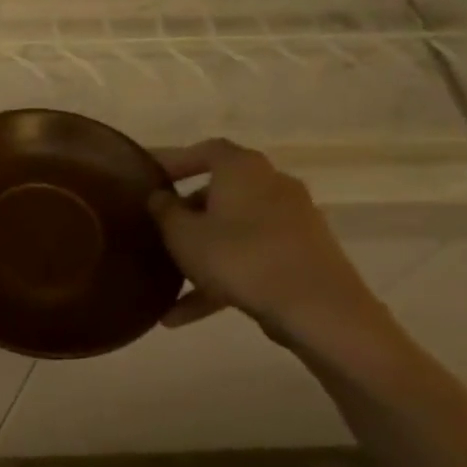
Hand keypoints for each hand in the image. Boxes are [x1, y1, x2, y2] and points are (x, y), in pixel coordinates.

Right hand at [149, 139, 384, 344]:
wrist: (317, 308)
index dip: (175, 160)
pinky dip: (220, 280)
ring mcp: (292, 222)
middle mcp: (273, 185)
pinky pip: (250, 260)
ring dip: (200, 256)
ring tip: (166, 286)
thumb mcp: (183, 235)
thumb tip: (159, 196)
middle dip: (187, 213)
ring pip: (234, 232)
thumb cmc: (240, 257)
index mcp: (243, 169)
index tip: (150, 178)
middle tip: (158, 230)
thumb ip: (164, 211)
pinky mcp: (302, 256)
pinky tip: (183, 316)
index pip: (206, 151)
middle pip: (221, 192)